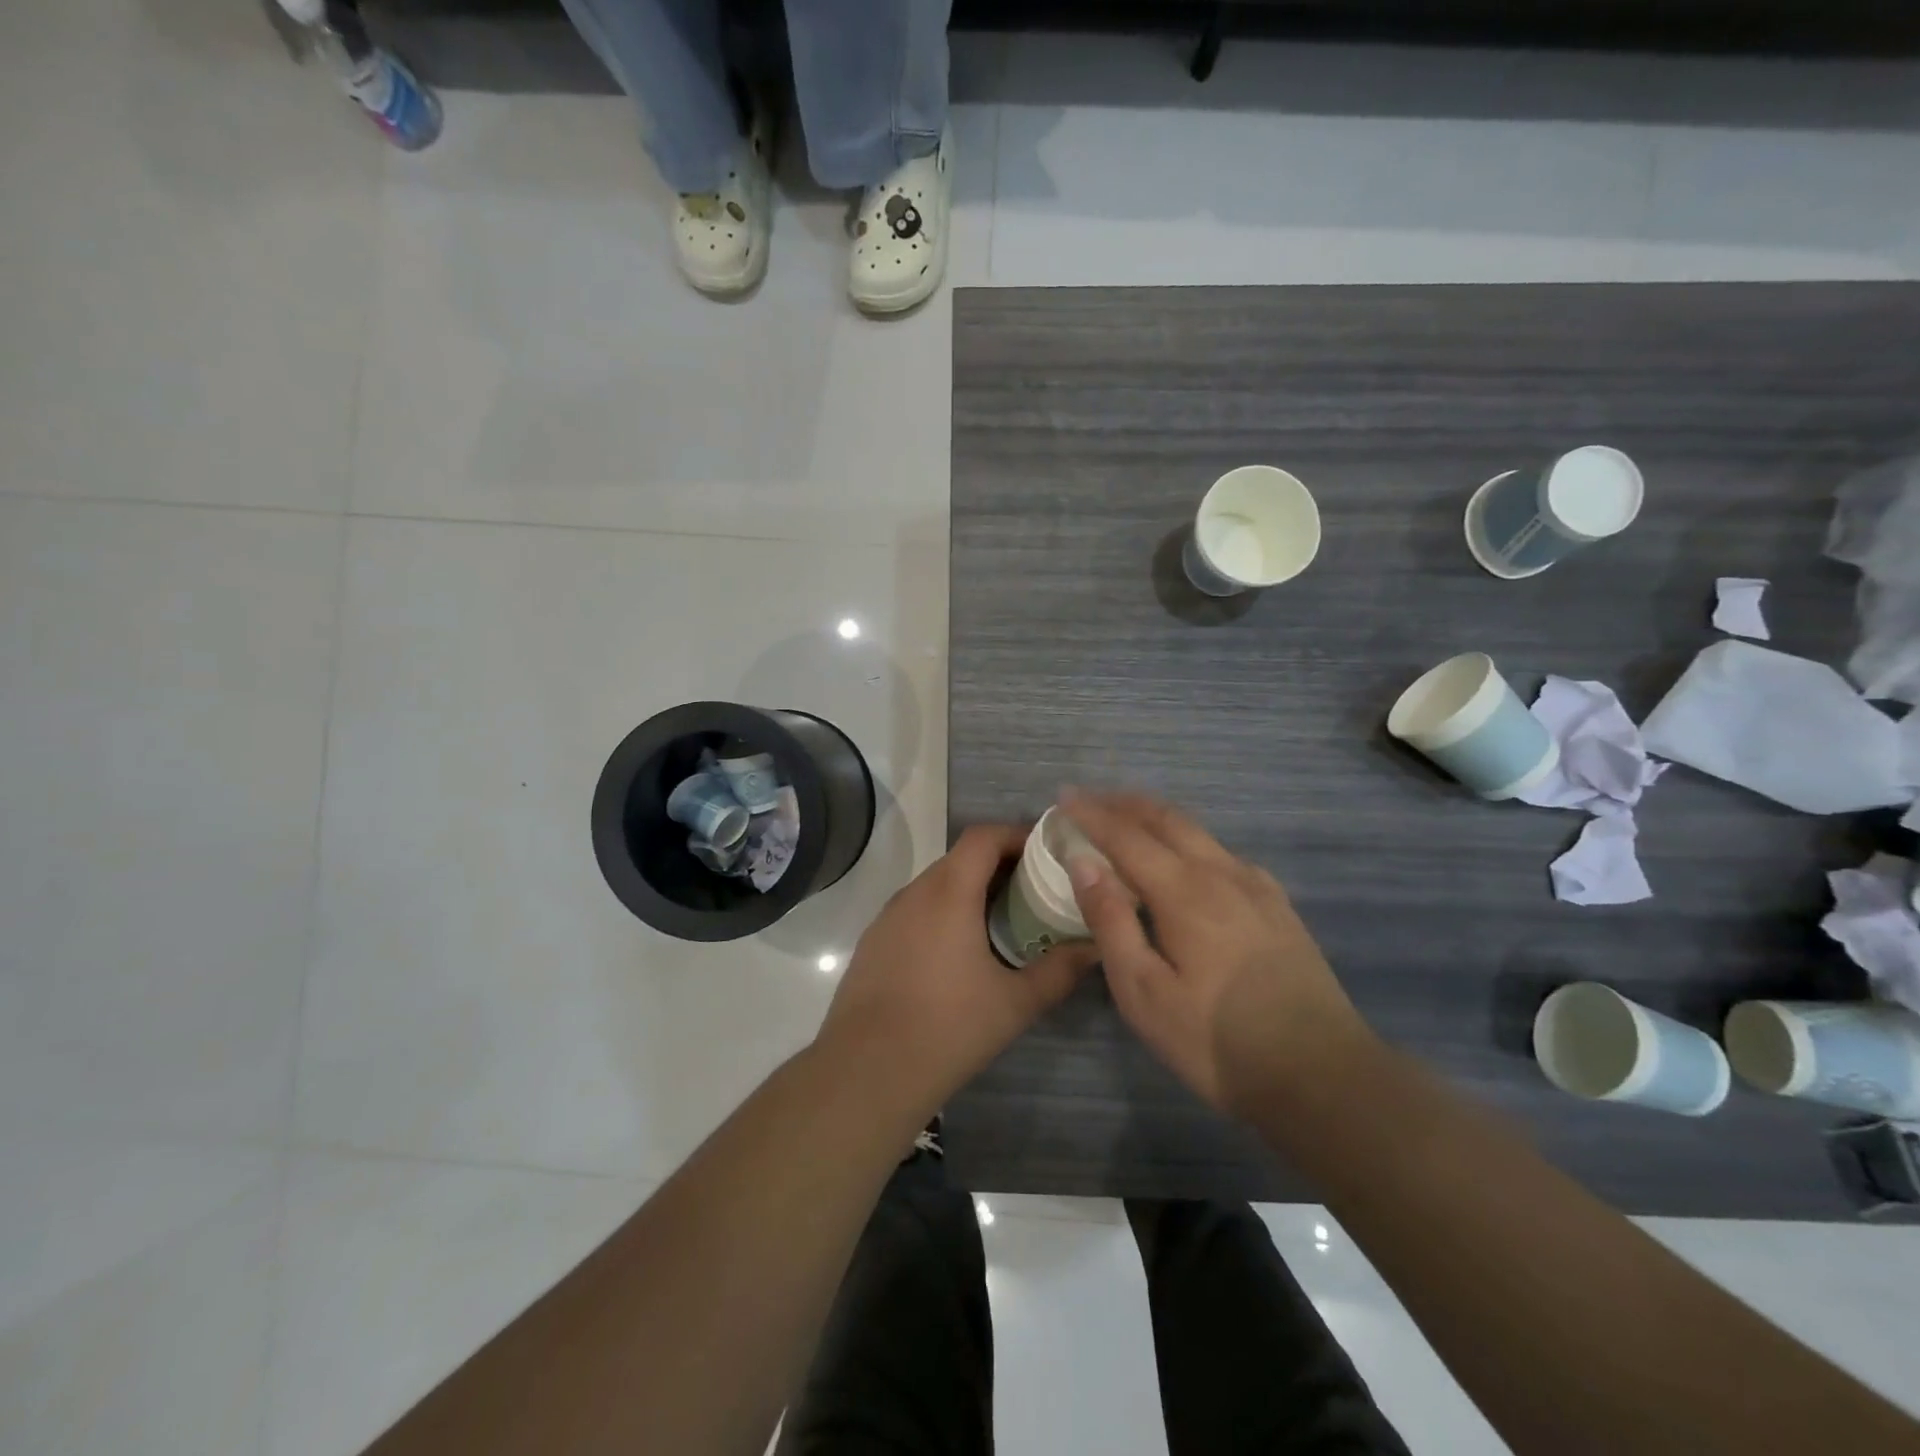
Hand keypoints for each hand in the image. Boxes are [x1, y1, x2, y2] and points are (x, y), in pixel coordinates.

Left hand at [818, 825, 1098, 1115]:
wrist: (867, 1071)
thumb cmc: (948, 1028)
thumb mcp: (1015, 1002)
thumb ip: (1060, 970)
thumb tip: (1097, 947)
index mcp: (948, 893)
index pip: (983, 837)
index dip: (1016, 835)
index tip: (1047, 853)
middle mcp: (914, 893)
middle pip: (960, 858)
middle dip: (999, 865)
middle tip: (1034, 891)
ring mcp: (887, 916)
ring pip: (935, 884)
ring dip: (969, 890)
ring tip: (1002, 921)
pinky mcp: (873, 941)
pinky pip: (914, 910)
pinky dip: (942, 913)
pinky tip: (958, 953)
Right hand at [1060, 789, 1374, 1116]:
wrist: (1323, 1076)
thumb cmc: (1218, 1040)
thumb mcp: (1145, 992)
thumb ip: (1111, 921)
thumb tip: (1083, 862)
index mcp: (1184, 891)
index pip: (1126, 836)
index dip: (1092, 814)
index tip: (1063, 797)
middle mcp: (1221, 873)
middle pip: (1166, 819)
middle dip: (1123, 804)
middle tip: (1090, 799)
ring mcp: (1256, 887)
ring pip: (1198, 832)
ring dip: (1156, 818)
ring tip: (1128, 821)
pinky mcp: (1278, 907)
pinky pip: (1223, 853)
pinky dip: (1190, 840)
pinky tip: (1188, 860)